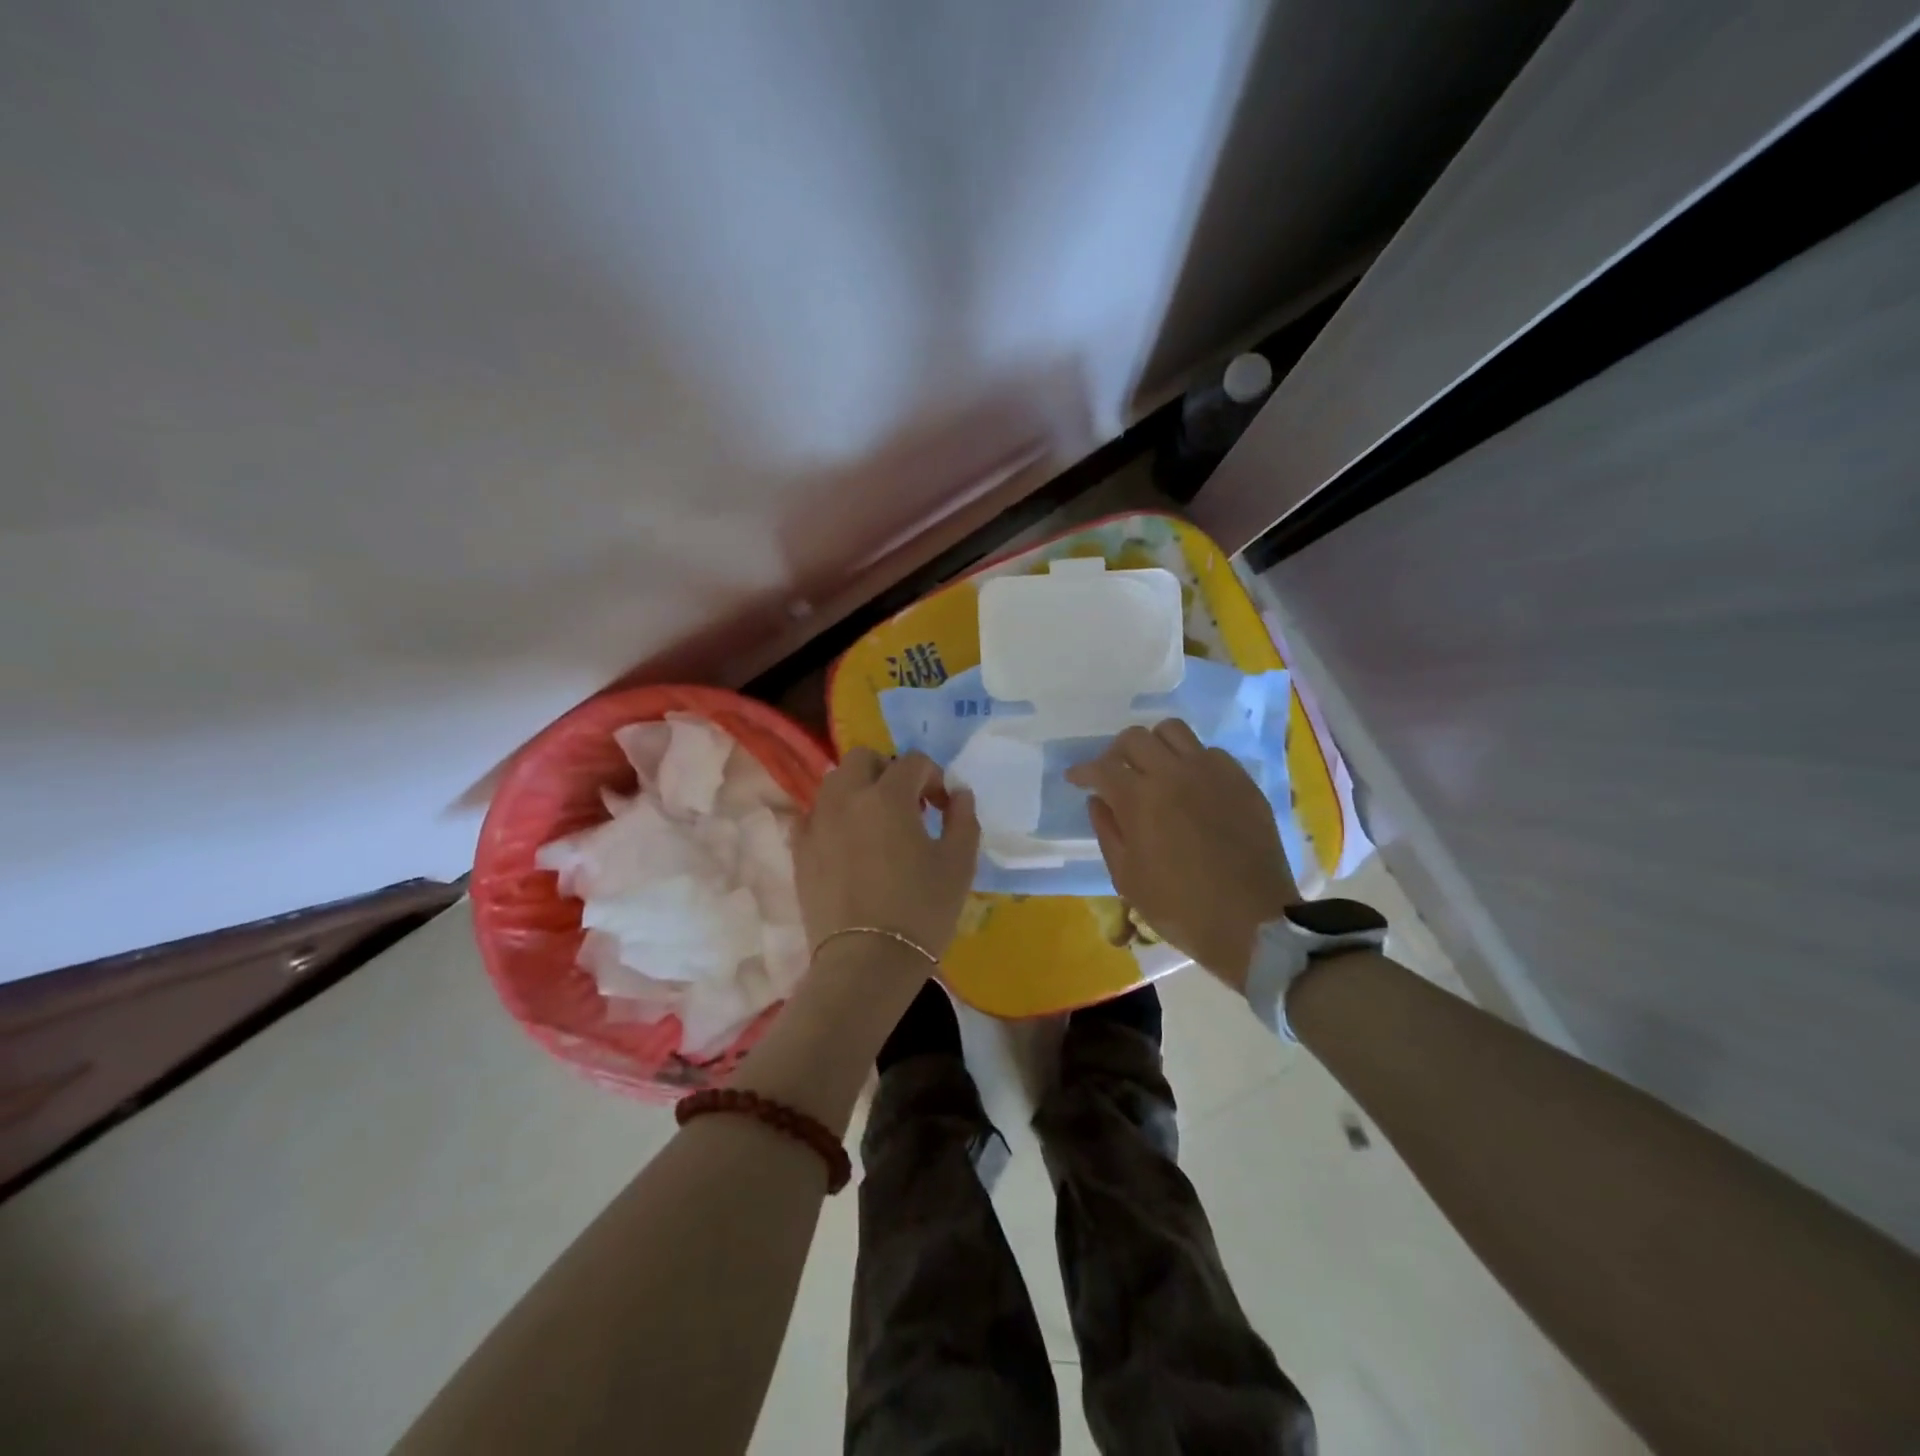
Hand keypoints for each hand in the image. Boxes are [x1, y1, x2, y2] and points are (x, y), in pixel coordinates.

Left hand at [795, 748, 980, 961]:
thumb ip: (963, 819)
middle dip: (888, 770)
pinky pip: (814, 815)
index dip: (933, 777)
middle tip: (907, 803)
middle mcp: (847, 798)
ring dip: (859, 790)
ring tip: (877, 823)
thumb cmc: (921, 910)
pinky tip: (848, 844)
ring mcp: (817, 822)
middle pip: (863, 758)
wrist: (866, 962)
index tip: (943, 806)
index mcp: (888, 796)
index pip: (912, 762)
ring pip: (834, 783)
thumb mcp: (959, 864)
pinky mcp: (799, 850)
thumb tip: (959, 794)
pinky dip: (833, 817)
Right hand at [1066, 720, 1298, 990]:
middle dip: (1115, 753)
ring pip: (1173, 731)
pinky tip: (1191, 786)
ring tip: (1153, 769)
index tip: (1076, 778)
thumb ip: (1107, 831)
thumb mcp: (1126, 877)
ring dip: (1154, 745)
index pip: (1101, 767)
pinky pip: (1209, 752)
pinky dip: (1191, 761)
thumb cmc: (1179, 907)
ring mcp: (1212, 772)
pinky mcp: (1241, 781)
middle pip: (1135, 737)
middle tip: (1114, 775)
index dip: (1083, 771)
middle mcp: (1174, 773)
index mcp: (1140, 798)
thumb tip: (1098, 800)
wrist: (1251, 922)